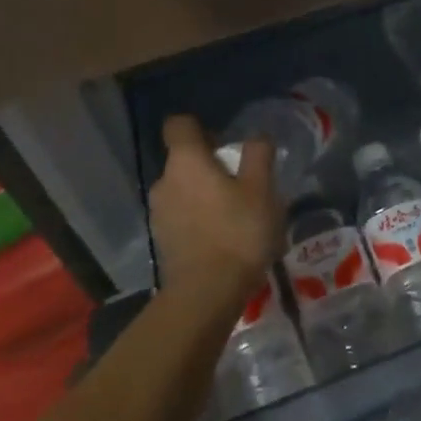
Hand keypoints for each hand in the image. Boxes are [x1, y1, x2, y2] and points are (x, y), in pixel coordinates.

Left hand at [149, 116, 284, 315]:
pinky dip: (198, 218)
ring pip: (183, 189)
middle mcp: (164, 181)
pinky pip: (181, 215)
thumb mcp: (262, 189)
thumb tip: (257, 136)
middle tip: (240, 179)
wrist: (206, 295)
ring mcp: (159, 213)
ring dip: (204, 193)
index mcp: (186, 161)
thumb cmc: (237, 232)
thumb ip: (258, 155)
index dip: (199, 126)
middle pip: (184, 159)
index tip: (222, 140)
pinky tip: (222, 236)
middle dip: (208, 163)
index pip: (178, 125)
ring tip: (234, 211)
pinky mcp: (162, 240)